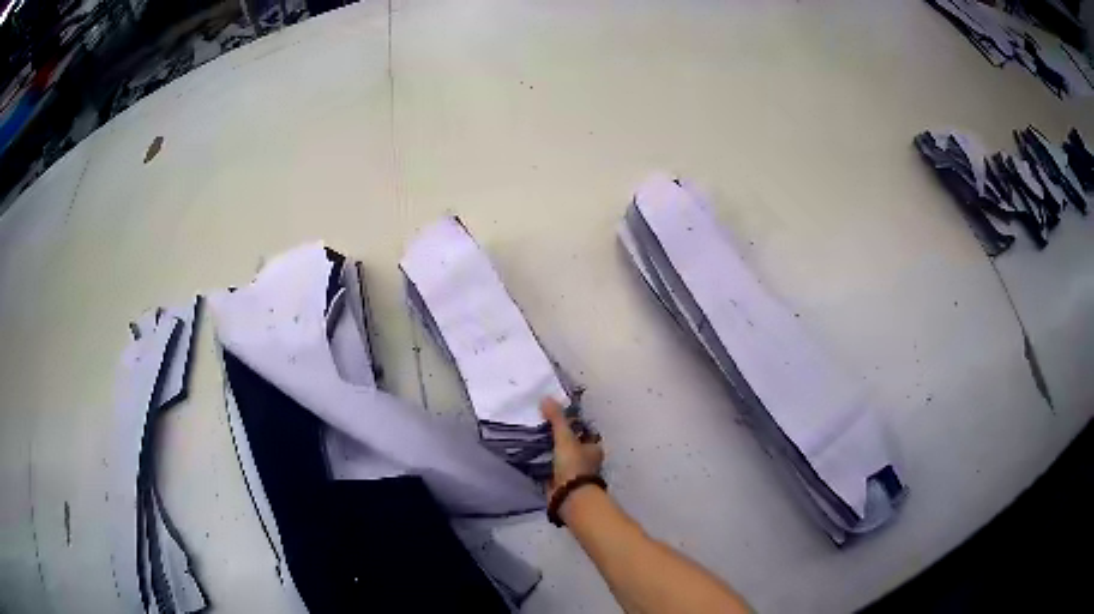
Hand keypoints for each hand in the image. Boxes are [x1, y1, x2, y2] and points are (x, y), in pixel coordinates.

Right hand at [541, 398, 603, 496]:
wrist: (569, 496)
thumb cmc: (574, 465)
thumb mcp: (565, 438)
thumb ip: (556, 419)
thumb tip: (546, 397)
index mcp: (594, 448)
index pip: (585, 432)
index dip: (574, 425)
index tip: (558, 417)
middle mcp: (587, 460)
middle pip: (574, 445)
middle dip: (561, 439)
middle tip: (542, 427)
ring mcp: (575, 473)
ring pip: (563, 458)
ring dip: (552, 452)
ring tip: (534, 440)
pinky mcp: (562, 483)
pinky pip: (552, 470)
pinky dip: (544, 465)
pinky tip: (532, 458)